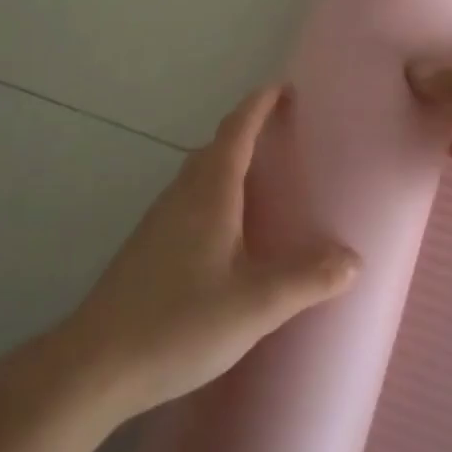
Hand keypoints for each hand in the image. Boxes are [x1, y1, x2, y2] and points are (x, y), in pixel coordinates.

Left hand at [62, 85, 359, 413]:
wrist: (96, 363)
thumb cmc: (180, 323)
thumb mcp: (255, 304)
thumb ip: (307, 279)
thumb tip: (354, 258)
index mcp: (209, 194)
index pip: (236, 131)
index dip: (259, 105)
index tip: (283, 87)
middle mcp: (181, 196)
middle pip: (215, 148)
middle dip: (248, 131)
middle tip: (284, 134)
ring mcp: (159, 221)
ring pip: (198, 175)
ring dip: (229, 163)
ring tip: (264, 179)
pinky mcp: (148, 247)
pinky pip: (189, 201)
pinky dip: (215, 194)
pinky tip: (228, 232)